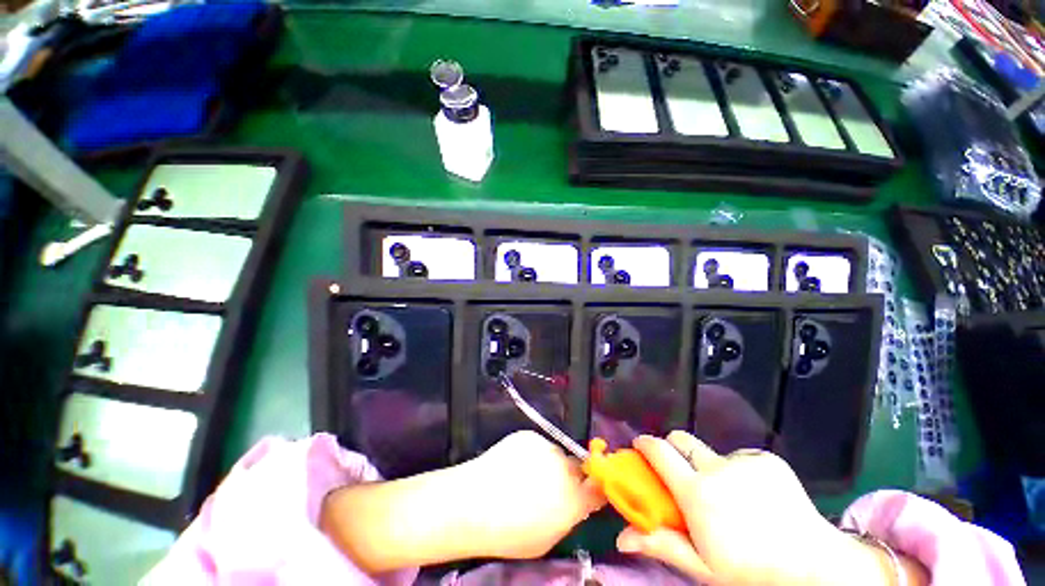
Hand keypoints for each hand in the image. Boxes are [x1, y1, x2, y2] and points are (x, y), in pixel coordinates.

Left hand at [461, 430, 606, 558]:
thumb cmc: (510, 533)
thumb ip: (569, 517)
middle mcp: (565, 468)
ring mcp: (547, 447)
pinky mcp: (529, 435)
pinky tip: (514, 465)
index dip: (595, 489)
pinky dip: (532, 453)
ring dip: (550, 464)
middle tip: (550, 488)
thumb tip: (577, 503)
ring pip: (556, 454)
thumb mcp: (548, 539)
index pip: (599, 487)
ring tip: (526, 475)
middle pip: (577, 467)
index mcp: (574, 498)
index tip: (588, 492)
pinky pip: (539, 444)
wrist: (474, 502)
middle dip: (570, 476)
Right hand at [615, 431, 888, 585]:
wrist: (815, 569)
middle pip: (682, 439)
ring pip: (712, 453)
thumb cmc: (750, 574)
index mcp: (697, 492)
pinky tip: (757, 498)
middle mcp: (717, 467)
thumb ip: (661, 544)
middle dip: (674, 449)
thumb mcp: (701, 566)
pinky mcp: (767, 459)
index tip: (640, 447)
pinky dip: (740, 472)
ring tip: (730, 498)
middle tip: (682, 473)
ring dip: (710, 468)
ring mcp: (745, 461)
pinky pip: (741, 458)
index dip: (645, 445)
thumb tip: (621, 538)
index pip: (659, 451)